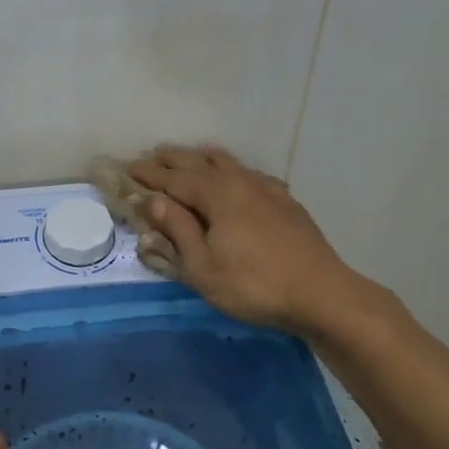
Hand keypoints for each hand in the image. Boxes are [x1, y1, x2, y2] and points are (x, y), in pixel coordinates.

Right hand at [128, 144, 359, 334]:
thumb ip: (177, 230)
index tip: (128, 167)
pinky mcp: (287, 203)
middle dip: (174, 159)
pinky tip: (241, 177)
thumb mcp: (202, 267)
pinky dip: (236, 170)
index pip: (174, 179)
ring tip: (194, 154)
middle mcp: (241, 183)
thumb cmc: (253, 285)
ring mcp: (268, 190)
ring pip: (231, 164)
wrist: (321, 294)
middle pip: (201, 164)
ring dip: (206, 159)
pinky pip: (253, 175)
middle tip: (153, 154)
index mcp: (217, 196)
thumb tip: (152, 200)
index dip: (149, 174)